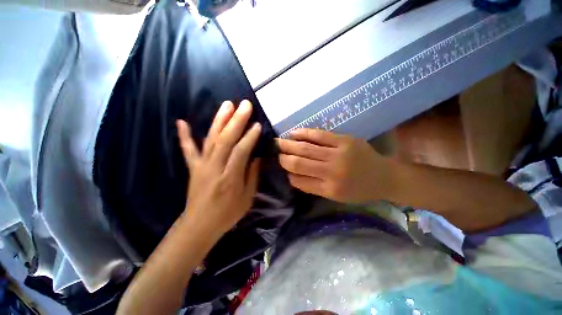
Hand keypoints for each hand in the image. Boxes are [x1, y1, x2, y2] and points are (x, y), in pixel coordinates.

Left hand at [176, 100, 260, 235]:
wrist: (200, 225)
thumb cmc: (228, 213)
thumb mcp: (247, 197)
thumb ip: (252, 174)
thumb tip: (257, 155)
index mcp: (230, 178)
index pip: (241, 152)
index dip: (249, 137)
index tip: (258, 124)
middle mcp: (214, 168)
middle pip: (225, 140)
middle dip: (237, 121)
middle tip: (245, 105)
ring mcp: (201, 166)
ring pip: (210, 139)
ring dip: (219, 120)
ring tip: (227, 105)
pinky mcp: (193, 167)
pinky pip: (187, 149)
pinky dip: (184, 135)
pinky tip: (181, 121)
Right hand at [277, 129, 393, 202]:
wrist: (385, 176)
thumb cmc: (359, 190)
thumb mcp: (336, 196)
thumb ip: (313, 186)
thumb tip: (292, 175)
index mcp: (329, 189)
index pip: (299, 181)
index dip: (287, 173)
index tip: (280, 166)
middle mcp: (332, 172)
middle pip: (299, 163)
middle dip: (283, 157)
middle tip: (273, 151)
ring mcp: (338, 154)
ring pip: (306, 148)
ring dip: (289, 144)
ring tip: (277, 141)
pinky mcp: (344, 140)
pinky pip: (319, 135)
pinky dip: (304, 133)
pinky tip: (293, 133)